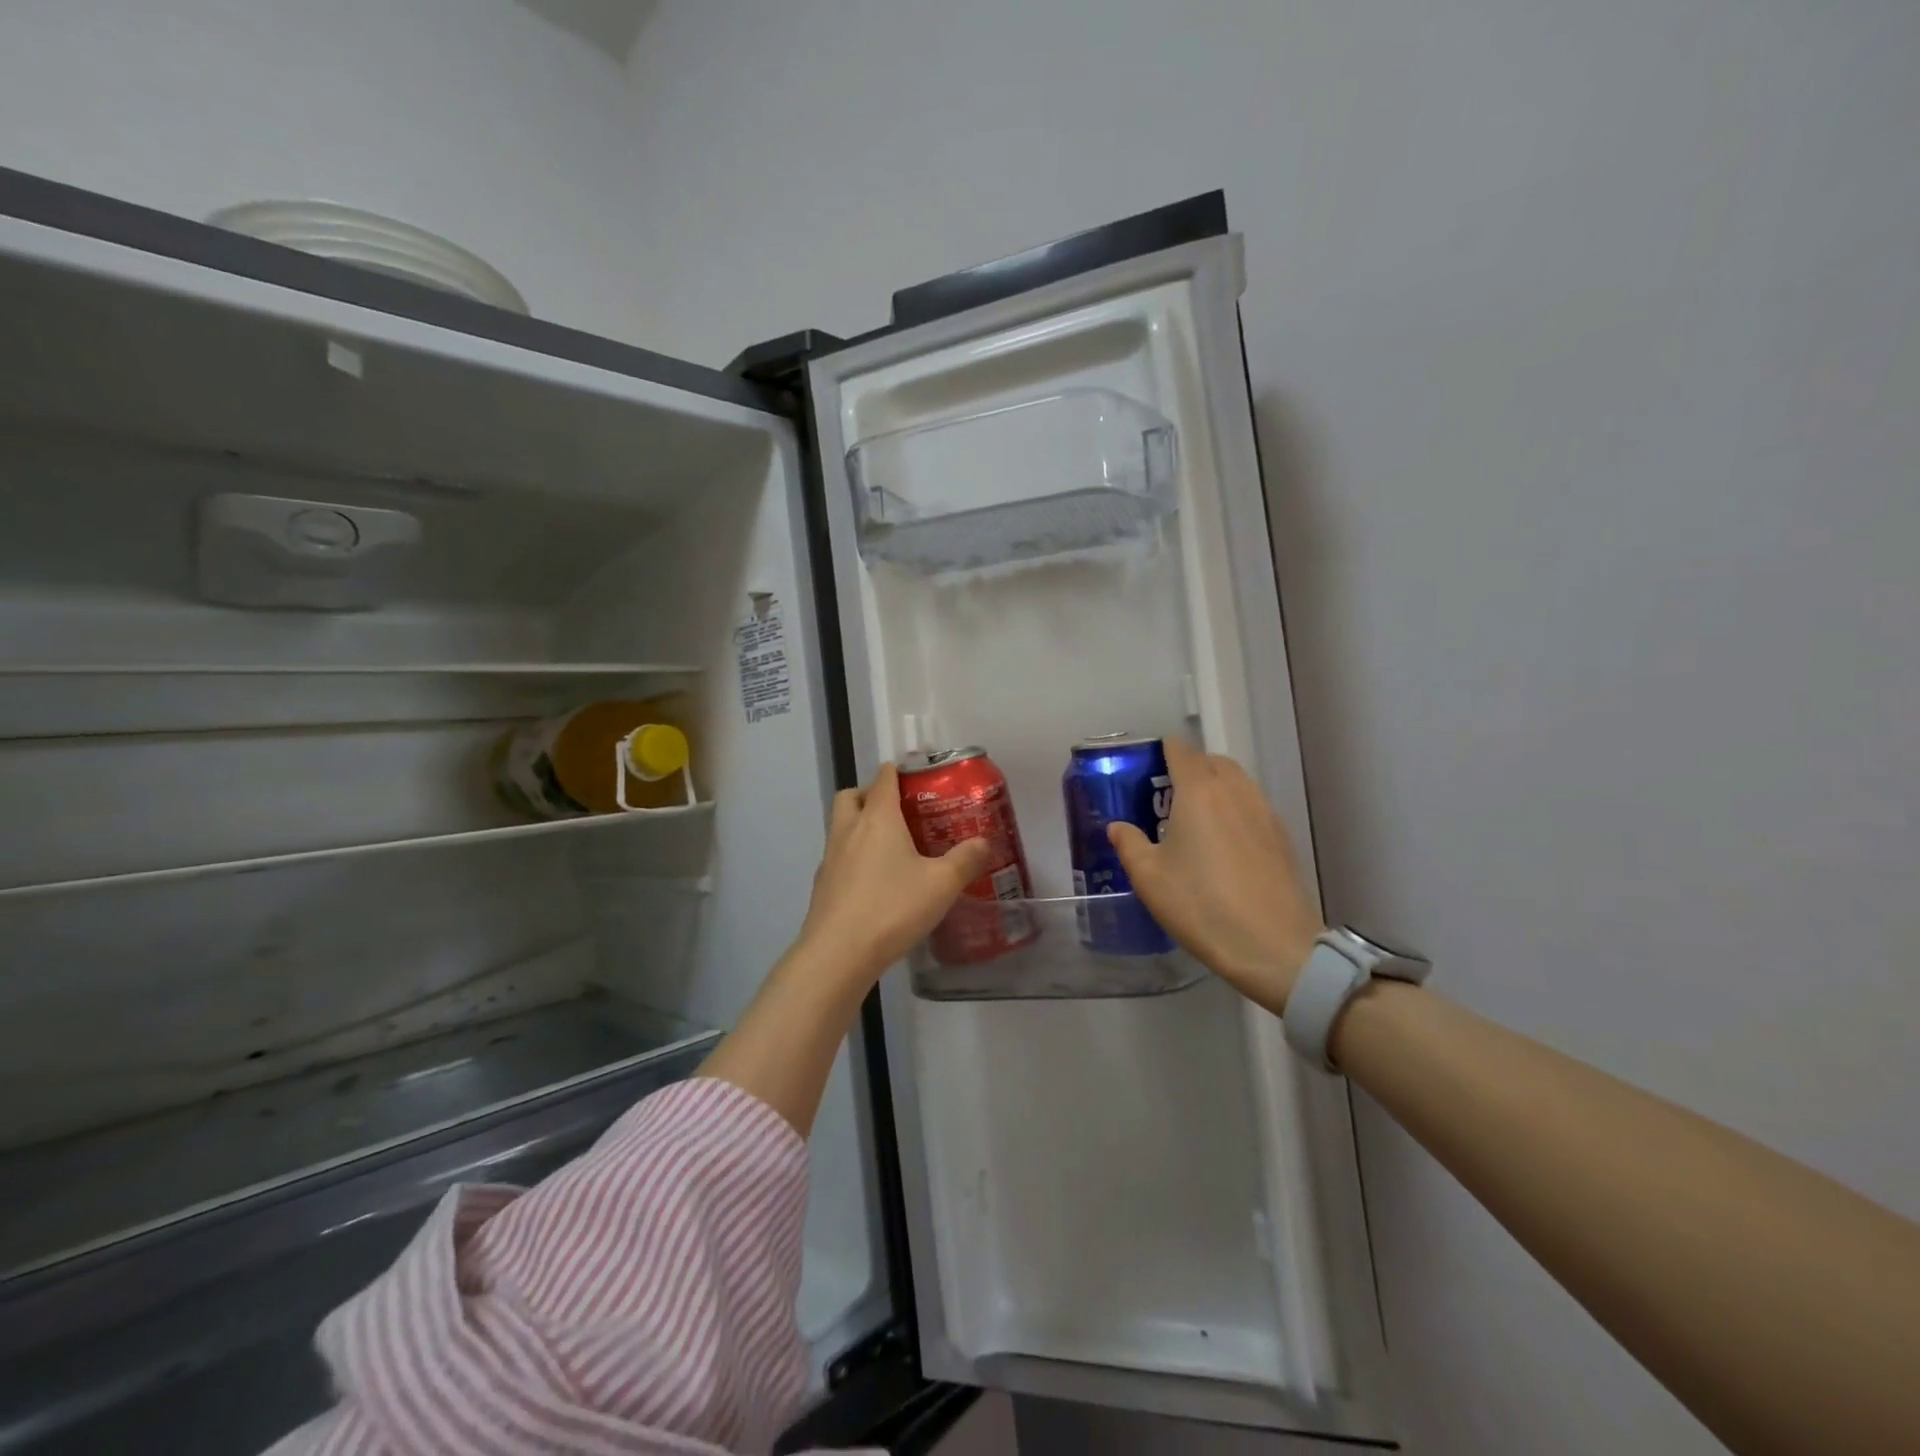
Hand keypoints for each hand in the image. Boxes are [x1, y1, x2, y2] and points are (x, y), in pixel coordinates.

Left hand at [794, 763, 993, 987]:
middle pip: (852, 795)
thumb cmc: (892, 908)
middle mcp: (848, 829)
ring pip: (840, 825)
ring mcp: (830, 858)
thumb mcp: (941, 884)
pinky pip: (838, 857)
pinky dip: (853, 857)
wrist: (838, 953)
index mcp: (877, 818)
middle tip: (897, 810)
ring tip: (890, 848)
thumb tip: (984, 843)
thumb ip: (965, 860)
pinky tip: (874, 882)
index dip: (898, 771)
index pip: (883, 778)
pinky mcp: (822, 885)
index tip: (916, 775)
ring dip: (860, 825)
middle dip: (870, 794)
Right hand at [1107, 736, 1322, 1015]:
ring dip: (1216, 786)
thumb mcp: (1149, 879)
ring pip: (1238, 782)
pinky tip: (1224, 843)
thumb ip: (1130, 845)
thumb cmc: (1201, 905)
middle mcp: (1235, 792)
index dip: (1164, 750)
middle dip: (1191, 766)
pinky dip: (1235, 809)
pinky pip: (1253, 806)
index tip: (1149, 764)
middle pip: (1213, 761)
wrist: (1273, 947)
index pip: (1182, 751)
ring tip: (1196, 817)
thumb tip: (1118, 826)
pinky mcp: (1282, 837)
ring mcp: (1264, 813)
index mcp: (1199, 792)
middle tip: (1168, 793)